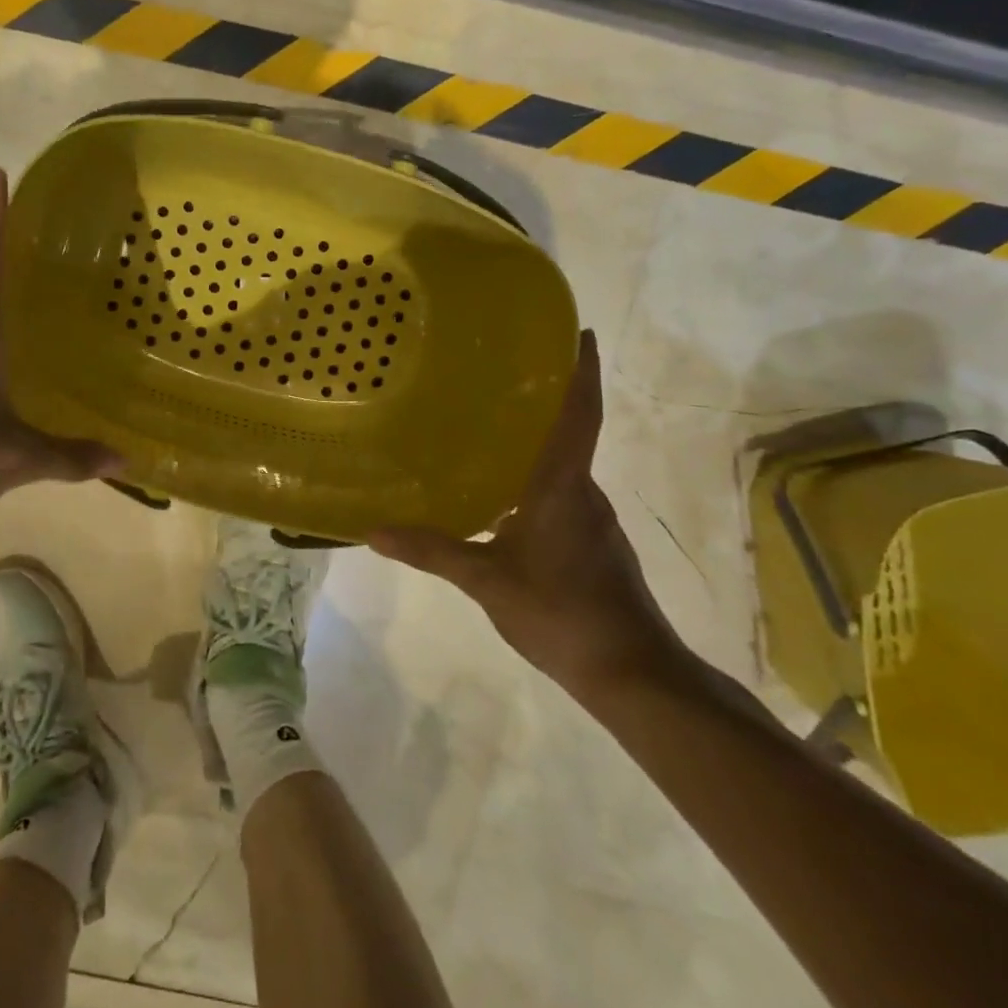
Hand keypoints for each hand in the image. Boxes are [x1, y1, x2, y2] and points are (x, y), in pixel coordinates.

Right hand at [369, 331, 681, 695]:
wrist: (633, 674)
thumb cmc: (562, 613)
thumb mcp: (487, 581)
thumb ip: (433, 551)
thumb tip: (374, 531)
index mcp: (562, 487)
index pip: (579, 416)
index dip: (581, 373)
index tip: (579, 333)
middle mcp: (583, 493)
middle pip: (569, 434)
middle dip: (544, 402)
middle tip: (499, 376)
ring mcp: (592, 521)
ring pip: (561, 469)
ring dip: (535, 445)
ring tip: (487, 431)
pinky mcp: (593, 546)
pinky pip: (559, 497)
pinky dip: (534, 483)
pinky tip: (500, 499)